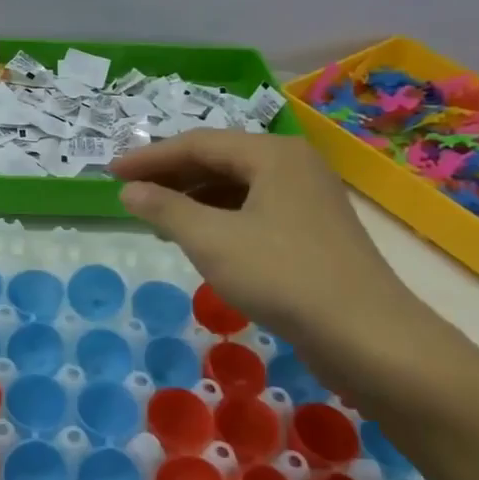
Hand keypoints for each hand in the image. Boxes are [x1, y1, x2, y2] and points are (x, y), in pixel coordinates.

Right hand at [110, 130, 427, 368]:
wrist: (367, 335)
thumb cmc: (282, 275)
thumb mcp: (211, 240)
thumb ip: (165, 209)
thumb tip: (129, 190)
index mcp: (273, 154)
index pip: (198, 144)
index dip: (150, 157)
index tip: (111, 172)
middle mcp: (293, 166)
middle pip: (220, 160)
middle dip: (171, 176)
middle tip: (130, 193)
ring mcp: (307, 199)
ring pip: (237, 187)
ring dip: (194, 199)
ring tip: (157, 218)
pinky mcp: (313, 232)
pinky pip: (254, 211)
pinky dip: (219, 218)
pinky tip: (199, 239)